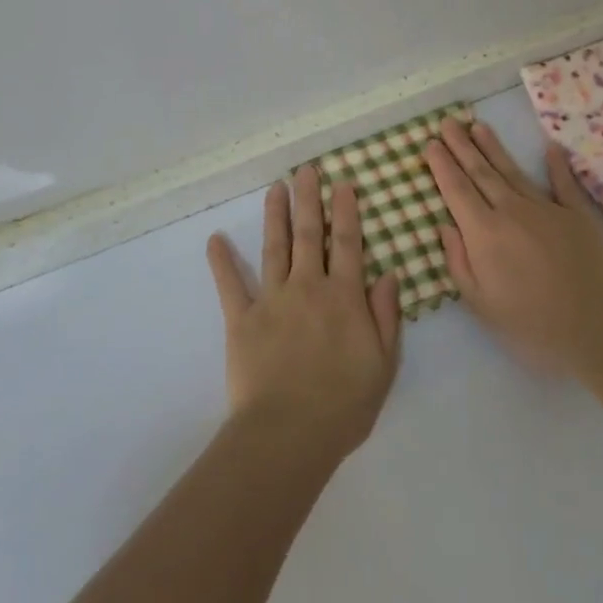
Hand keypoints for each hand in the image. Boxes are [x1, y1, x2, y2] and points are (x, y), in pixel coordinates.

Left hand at [206, 165, 402, 462]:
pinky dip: (221, 261)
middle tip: (306, 170)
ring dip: (275, 215)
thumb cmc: (344, 403)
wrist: (290, 433)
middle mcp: (308, 287)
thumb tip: (388, 273)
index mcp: (344, 296)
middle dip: (308, 199)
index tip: (342, 183)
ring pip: (274, 247)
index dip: (345, 211)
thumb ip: (386, 315)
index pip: (347, 243)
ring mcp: (272, 300)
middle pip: (309, 234)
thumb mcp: (384, 362)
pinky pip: (230, 285)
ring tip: (275, 188)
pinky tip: (214, 239)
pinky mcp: (241, 319)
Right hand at [426, 118, 602, 371]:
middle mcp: (511, 211)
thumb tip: (446, 225)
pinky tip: (550, 147)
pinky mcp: (576, 215)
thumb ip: (459, 261)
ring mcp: (546, 209)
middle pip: (481, 172)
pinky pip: (563, 184)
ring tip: (478, 126)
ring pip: (513, 171)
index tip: (430, 143)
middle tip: (447, 122)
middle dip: (461, 146)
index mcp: (484, 233)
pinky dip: (556, 165)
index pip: (456, 190)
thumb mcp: (481, 303)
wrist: (597, 326)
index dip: (441, 165)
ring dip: (493, 147)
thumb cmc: (531, 323)